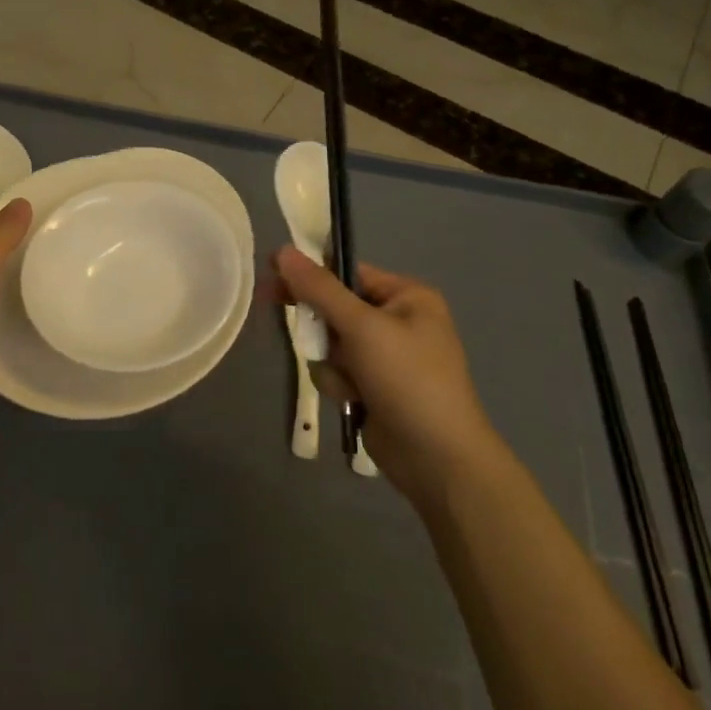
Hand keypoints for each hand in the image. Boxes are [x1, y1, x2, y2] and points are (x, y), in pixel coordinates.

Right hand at [275, 247, 495, 512]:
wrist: (438, 459)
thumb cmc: (407, 379)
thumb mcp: (362, 327)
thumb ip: (319, 289)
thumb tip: (283, 250)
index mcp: (407, 296)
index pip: (348, 272)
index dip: (310, 274)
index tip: (273, 274)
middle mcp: (399, 321)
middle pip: (336, 309)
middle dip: (324, 330)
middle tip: (299, 333)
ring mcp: (387, 357)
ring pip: (332, 344)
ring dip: (332, 363)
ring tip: (352, 384)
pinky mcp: (375, 387)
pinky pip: (339, 371)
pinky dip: (340, 385)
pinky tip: (356, 403)